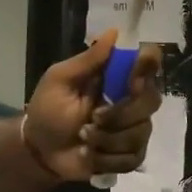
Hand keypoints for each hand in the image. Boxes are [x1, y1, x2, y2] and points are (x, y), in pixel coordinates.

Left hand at [23, 31, 163, 181]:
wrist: (39, 151)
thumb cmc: (48, 110)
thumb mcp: (60, 80)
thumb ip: (87, 60)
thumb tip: (114, 31)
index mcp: (117, 77)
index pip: (149, 62)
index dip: (148, 68)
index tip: (132, 81)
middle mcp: (132, 99)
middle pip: (151, 101)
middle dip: (119, 114)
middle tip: (92, 119)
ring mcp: (134, 128)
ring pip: (140, 132)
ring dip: (107, 139)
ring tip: (83, 138)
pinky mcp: (130, 155)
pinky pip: (134, 157)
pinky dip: (107, 159)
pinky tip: (90, 156)